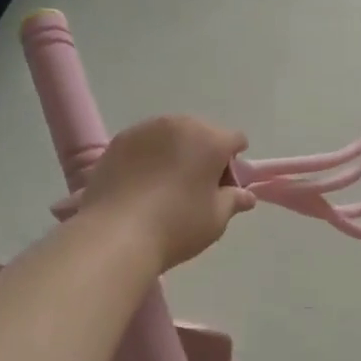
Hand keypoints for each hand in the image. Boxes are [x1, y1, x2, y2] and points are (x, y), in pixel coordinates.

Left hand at [78, 116, 254, 271]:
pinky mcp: (118, 141)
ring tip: (165, 185)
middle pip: (202, 133)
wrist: (114, 234)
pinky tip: (141, 184)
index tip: (224, 187)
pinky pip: (144, 143)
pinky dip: (148, 157)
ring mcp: (145, 129)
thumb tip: (245, 195)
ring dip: (175, 152)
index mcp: (210, 140)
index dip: (234, 163)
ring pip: (171, 135)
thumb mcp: (216, 219)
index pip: (235, 140)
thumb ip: (234, 200)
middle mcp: (179, 125)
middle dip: (204, 154)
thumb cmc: (176, 225)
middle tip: (195, 187)